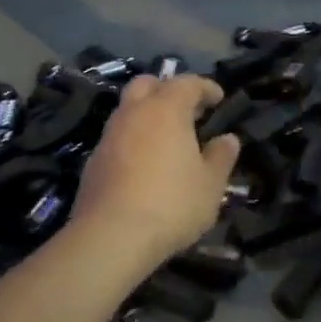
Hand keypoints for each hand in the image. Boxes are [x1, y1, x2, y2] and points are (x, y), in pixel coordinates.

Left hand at [71, 75, 240, 272]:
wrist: (111, 238)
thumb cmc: (172, 204)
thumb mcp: (211, 184)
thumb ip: (221, 157)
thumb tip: (227, 139)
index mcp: (166, 110)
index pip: (187, 83)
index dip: (205, 87)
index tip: (218, 98)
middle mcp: (133, 114)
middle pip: (147, 85)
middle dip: (167, 90)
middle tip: (187, 110)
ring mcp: (108, 137)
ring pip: (128, 110)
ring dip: (147, 115)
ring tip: (168, 138)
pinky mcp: (93, 162)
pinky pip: (117, 138)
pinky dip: (133, 140)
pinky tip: (145, 164)